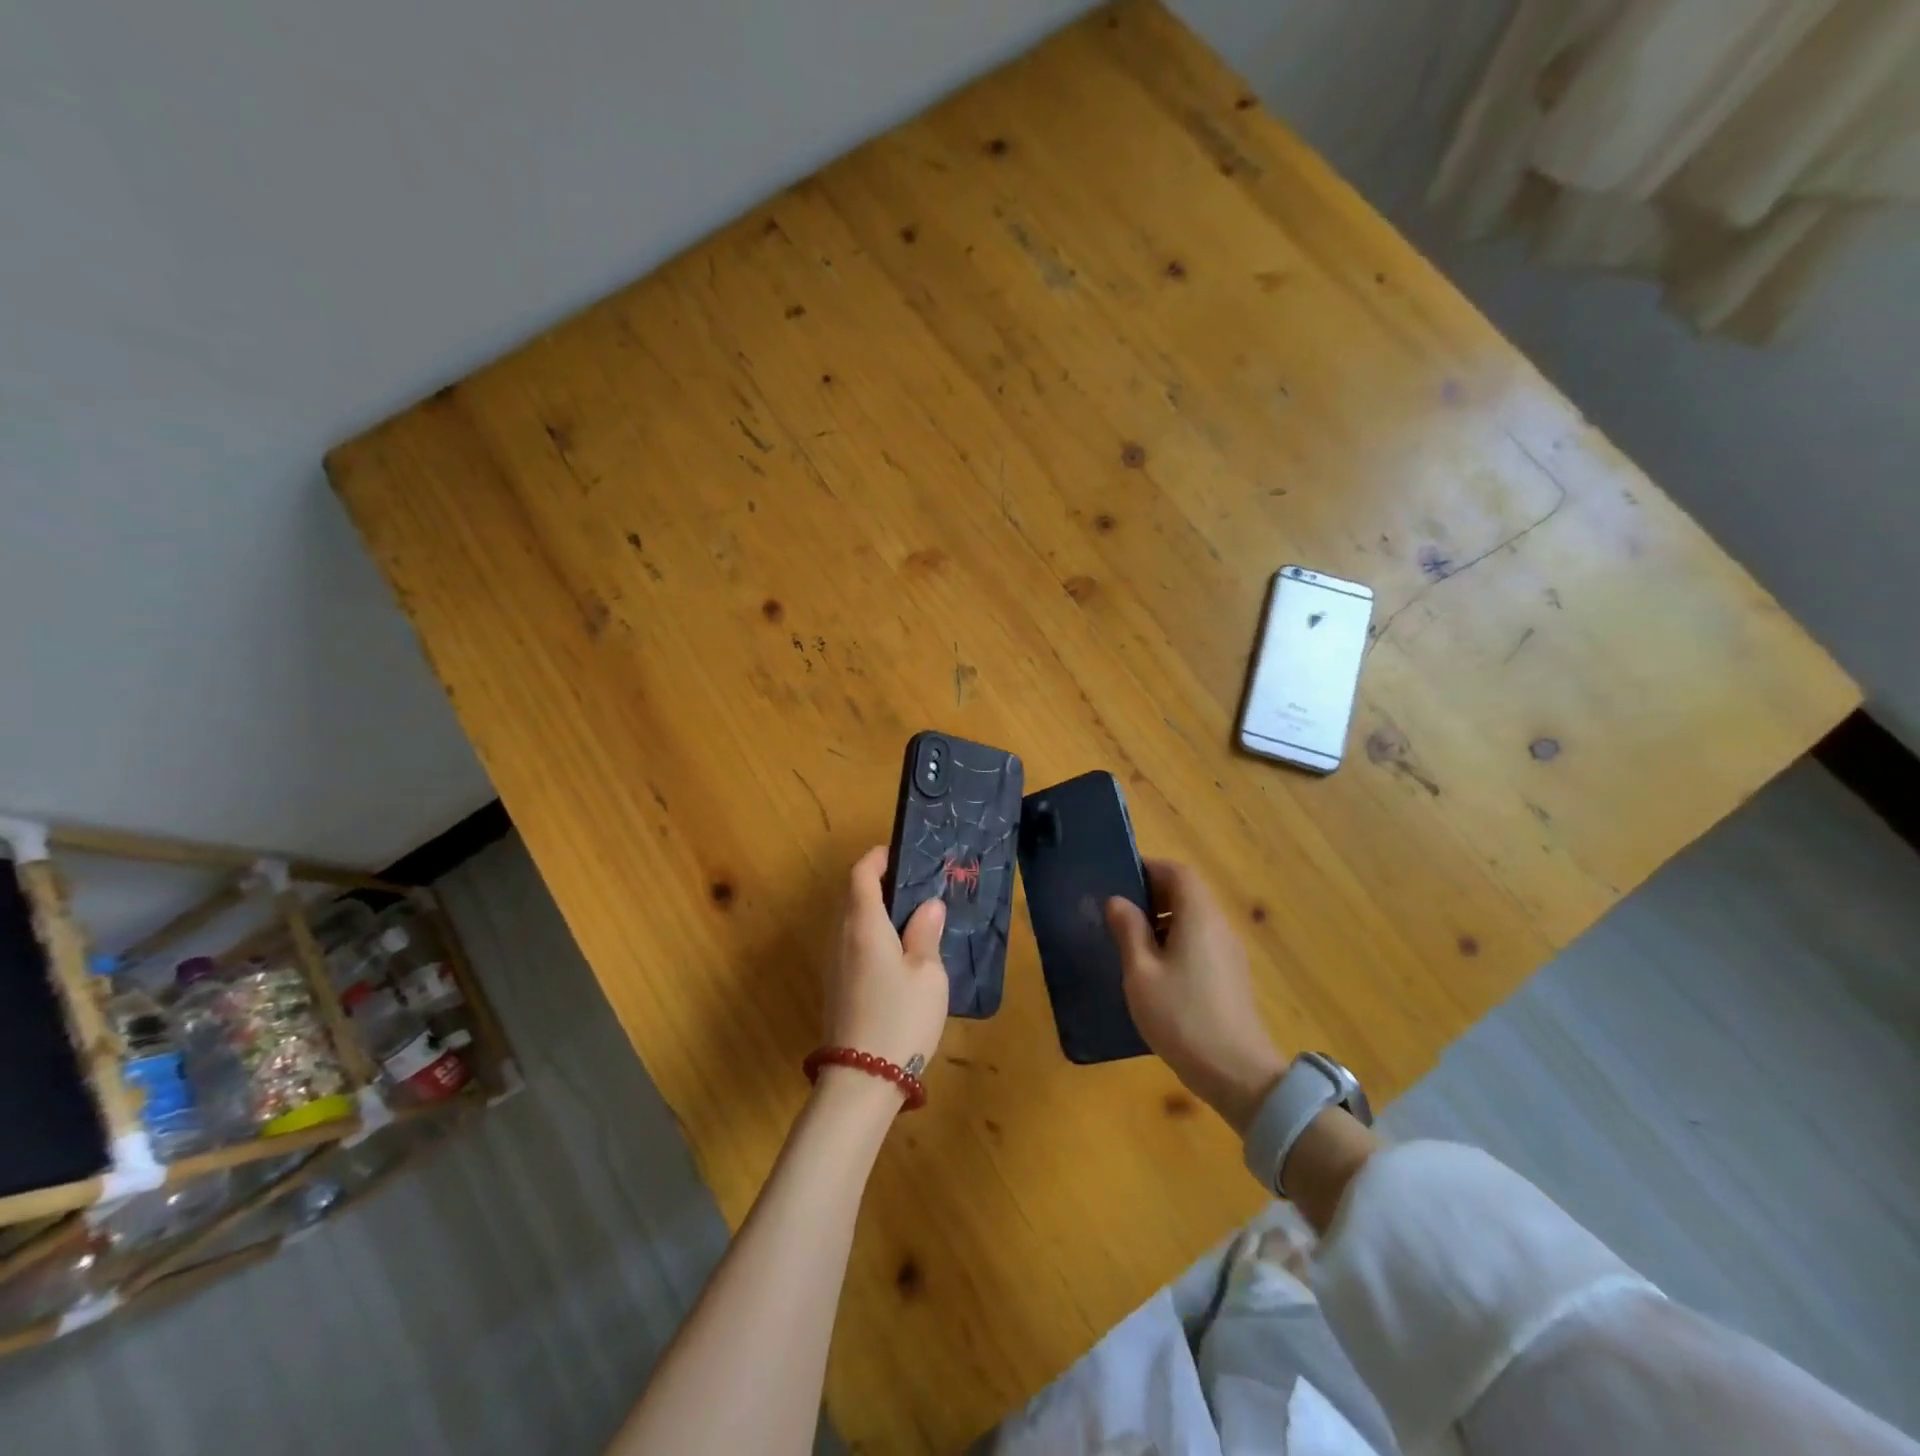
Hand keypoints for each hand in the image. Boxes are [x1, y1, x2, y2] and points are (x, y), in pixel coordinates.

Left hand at [822, 847, 949, 1085]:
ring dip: (872, 909)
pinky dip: (869, 933)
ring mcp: (834, 963)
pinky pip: (850, 943)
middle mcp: (841, 936)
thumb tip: (928, 905)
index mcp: (863, 924)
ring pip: (849, 921)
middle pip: (851, 895)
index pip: (861, 874)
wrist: (862, 1079)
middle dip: (877, 882)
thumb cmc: (901, 1017)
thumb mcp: (927, 973)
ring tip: (909, 916)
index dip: (877, 858)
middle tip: (913, 885)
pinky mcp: (835, 986)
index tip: (899, 854)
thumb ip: (926, 933)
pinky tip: (895, 951)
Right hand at [1106, 859, 1286, 1134]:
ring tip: (1132, 941)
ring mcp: (1230, 952)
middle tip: (1120, 912)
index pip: (1178, 872)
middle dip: (1154, 895)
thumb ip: (1129, 931)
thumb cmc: (1182, 1016)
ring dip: (1164, 920)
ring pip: (1195, 919)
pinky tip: (1156, 971)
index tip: (1121, 879)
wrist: (1237, 1074)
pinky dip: (1177, 941)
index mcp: (1198, 917)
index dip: (1150, 869)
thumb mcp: (1141, 973)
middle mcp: (1219, 926)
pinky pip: (1202, 942)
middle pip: (1189, 893)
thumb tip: (1118, 901)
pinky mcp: (1232, 976)